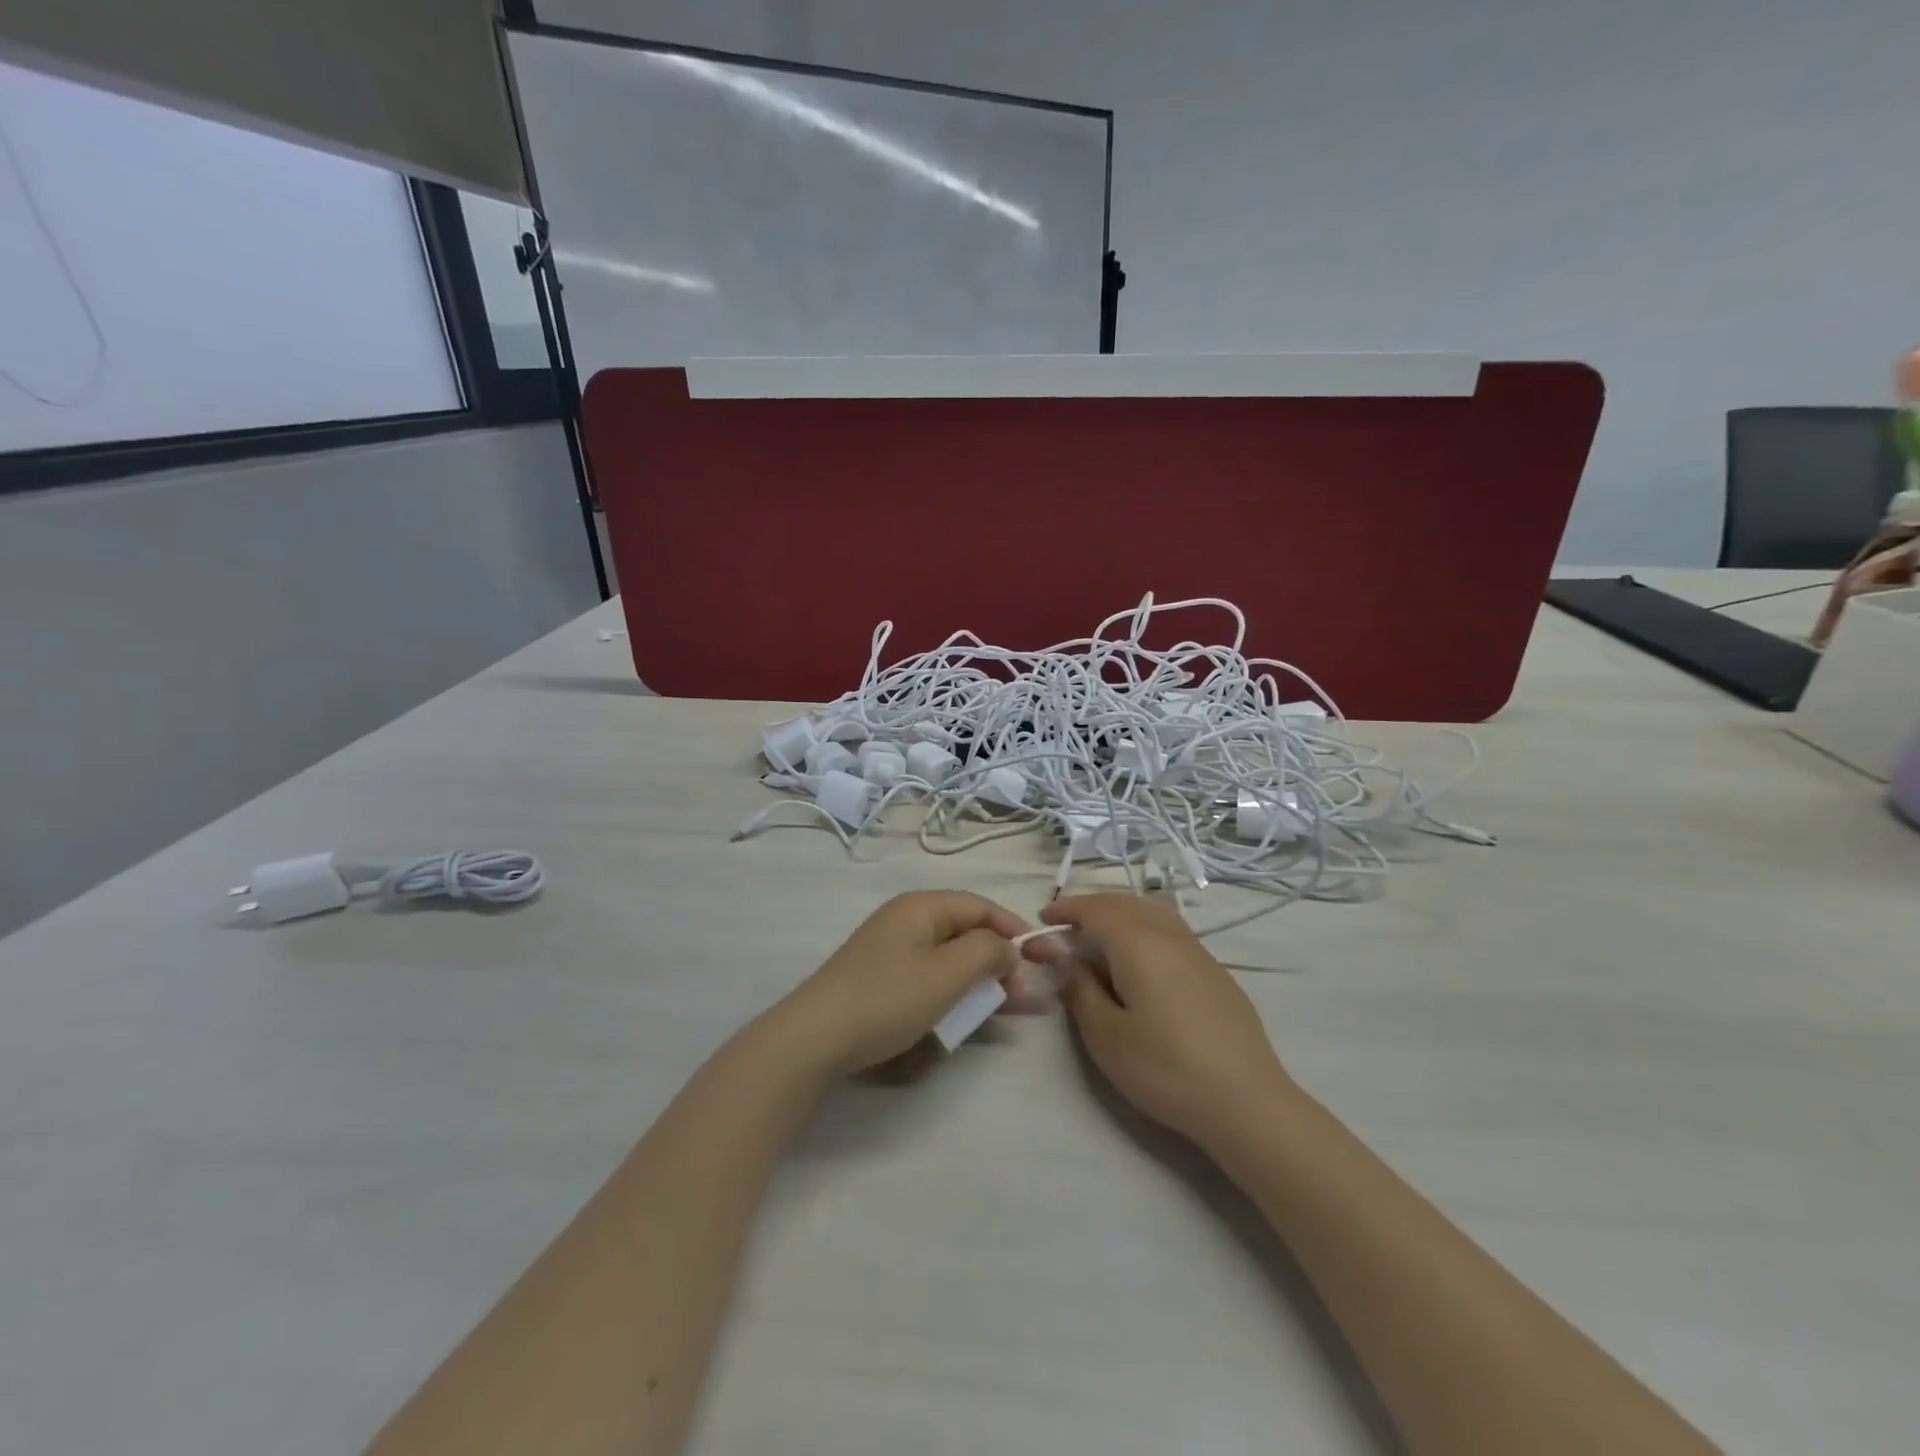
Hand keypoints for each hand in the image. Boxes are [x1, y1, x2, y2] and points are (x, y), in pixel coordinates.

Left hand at [769, 891, 1028, 1076]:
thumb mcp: (947, 973)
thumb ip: (987, 952)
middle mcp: (907, 919)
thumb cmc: (888, 998)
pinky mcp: (881, 976)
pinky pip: (930, 975)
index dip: (1014, 929)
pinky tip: (967, 1014)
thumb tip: (1008, 947)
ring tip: (1005, 1008)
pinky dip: (954, 990)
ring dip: (980, 979)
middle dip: (999, 959)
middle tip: (1024, 995)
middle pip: (966, 930)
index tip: (1042, 958)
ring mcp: (891, 948)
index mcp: (922, 906)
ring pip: (950, 956)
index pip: (981, 906)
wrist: (815, 1036)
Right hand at [1038, 893, 1292, 1149]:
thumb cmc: (1165, 1068)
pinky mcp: (1216, 972)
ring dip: (1121, 915)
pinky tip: (1141, 962)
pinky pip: (1172, 932)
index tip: (1043, 917)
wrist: (1246, 1101)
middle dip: (1092, 907)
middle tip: (1067, 926)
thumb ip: (1079, 989)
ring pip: (1153, 913)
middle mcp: (1169, 935)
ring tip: (1101, 937)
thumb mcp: (1106, 1035)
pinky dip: (1145, 930)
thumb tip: (1062, 958)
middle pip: (1125, 903)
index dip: (1067, 908)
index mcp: (1138, 943)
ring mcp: (1199, 952)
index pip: (1095, 909)